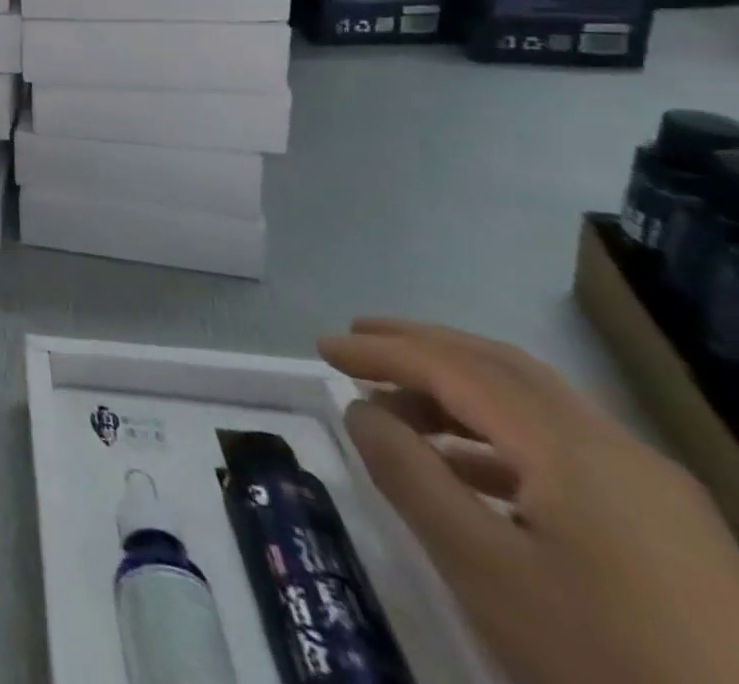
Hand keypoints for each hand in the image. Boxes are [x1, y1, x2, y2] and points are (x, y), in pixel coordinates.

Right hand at [320, 318, 738, 683]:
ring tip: (398, 409)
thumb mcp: (482, 567)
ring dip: (457, 389)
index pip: (454, 368)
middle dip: (421, 346)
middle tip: (358, 342)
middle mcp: (617, 448)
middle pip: (501, 366)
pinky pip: (565, 447)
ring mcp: (655, 490)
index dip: (381, 351)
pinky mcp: (673, 531)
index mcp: (571, 447)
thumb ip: (409, 474)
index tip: (322, 347)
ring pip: (536, 403)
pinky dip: (498, 432)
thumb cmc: (602, 656)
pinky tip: (469, 470)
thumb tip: (362, 410)